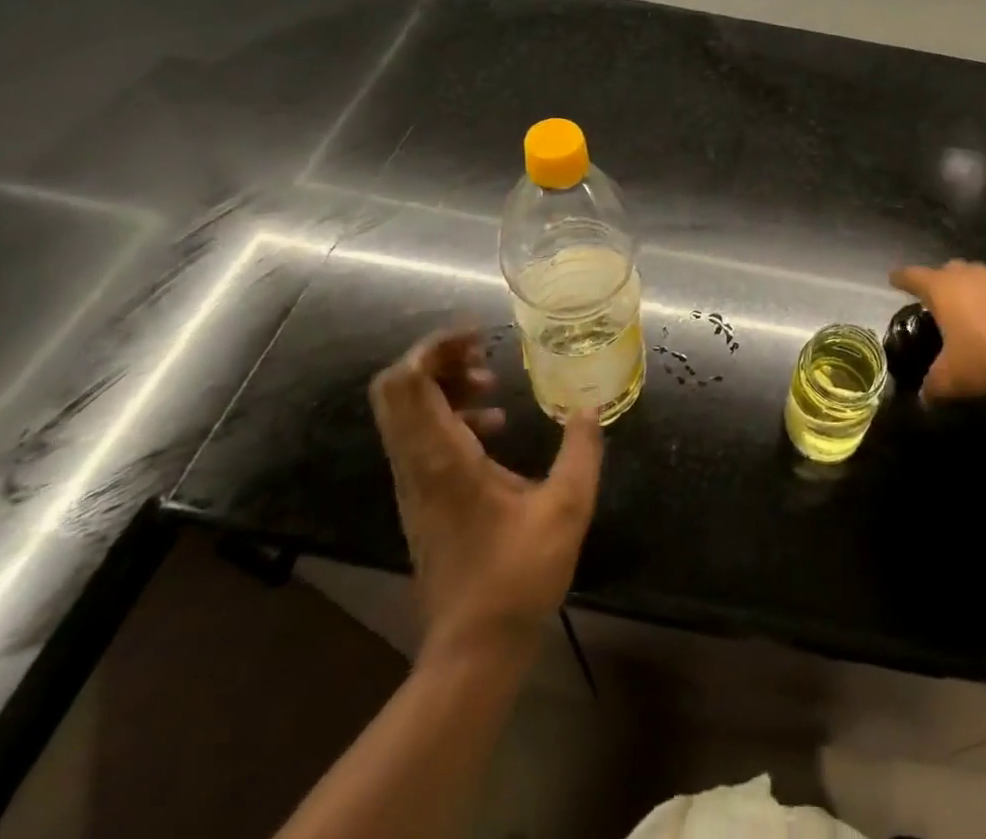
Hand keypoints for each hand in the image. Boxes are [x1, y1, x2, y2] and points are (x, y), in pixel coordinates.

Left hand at [369, 328, 603, 665]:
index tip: (480, 335)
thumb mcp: (566, 508)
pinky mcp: (422, 499)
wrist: (472, 650)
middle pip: (397, 389)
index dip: (435, 346)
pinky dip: (450, 413)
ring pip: (406, 411)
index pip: (408, 383)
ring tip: (493, 383)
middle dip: (438, 358)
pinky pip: (421, 435)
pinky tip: (495, 427)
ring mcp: (414, 484)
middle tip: (485, 351)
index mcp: (443, 459)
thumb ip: (581, 450)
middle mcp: (417, 465)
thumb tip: (588, 407)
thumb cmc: (518, 577)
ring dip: (445, 384)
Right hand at [889, 260, 985, 400]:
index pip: (913, 276)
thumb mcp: (953, 377)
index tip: (893, 278)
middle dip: (938, 281)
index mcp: (941, 288)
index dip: (901, 278)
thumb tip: (924, 396)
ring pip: (976, 277)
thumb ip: (934, 385)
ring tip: (968, 312)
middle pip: (946, 270)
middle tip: (934, 299)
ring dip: (969, 290)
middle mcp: (967, 275)